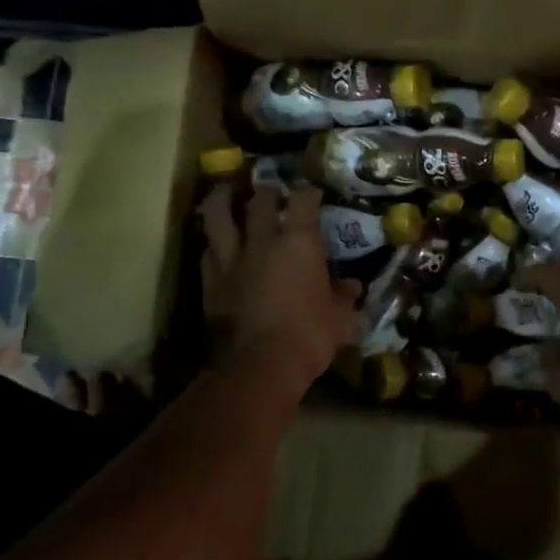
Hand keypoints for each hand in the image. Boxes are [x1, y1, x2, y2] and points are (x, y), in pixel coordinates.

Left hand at [200, 183, 359, 399]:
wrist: (258, 366)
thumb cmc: (308, 336)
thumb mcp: (339, 318)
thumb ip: (343, 297)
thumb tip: (352, 286)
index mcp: (299, 243)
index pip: (303, 200)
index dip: (308, 193)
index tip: (313, 194)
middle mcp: (262, 241)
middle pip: (260, 200)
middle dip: (267, 192)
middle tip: (271, 193)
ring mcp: (231, 259)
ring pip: (219, 216)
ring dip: (223, 200)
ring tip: (226, 194)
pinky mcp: (210, 282)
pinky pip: (208, 252)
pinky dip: (213, 244)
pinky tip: (216, 245)